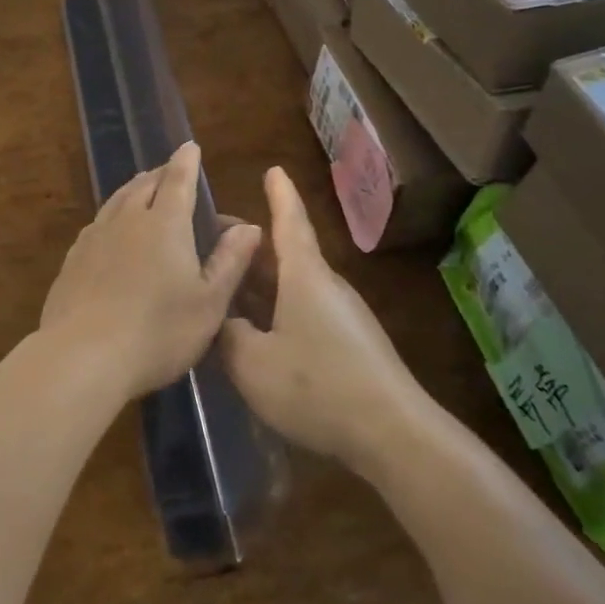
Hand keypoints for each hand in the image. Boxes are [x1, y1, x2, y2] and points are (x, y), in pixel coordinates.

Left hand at [40, 142, 261, 401]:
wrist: (83, 356)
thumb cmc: (158, 332)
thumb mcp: (208, 303)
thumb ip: (230, 262)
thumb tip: (249, 227)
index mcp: (165, 224)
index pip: (178, 181)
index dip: (186, 162)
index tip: (190, 146)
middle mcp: (128, 220)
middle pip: (144, 185)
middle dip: (161, 173)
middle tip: (170, 170)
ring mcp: (95, 238)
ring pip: (117, 200)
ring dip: (134, 188)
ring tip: (142, 187)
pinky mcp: (73, 259)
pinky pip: (97, 223)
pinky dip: (111, 214)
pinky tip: (110, 227)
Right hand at [219, 167, 428, 468]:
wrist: (393, 434)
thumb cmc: (318, 385)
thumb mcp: (253, 363)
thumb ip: (228, 335)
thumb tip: (224, 320)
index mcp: (304, 276)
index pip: (289, 222)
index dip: (279, 195)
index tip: (273, 169)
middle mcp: (325, 286)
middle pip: (284, 254)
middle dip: (249, 245)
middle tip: (212, 241)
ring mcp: (340, 316)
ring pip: (291, 286)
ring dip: (259, 282)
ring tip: (224, 287)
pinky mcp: (348, 344)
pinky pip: (302, 312)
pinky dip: (274, 309)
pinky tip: (254, 334)